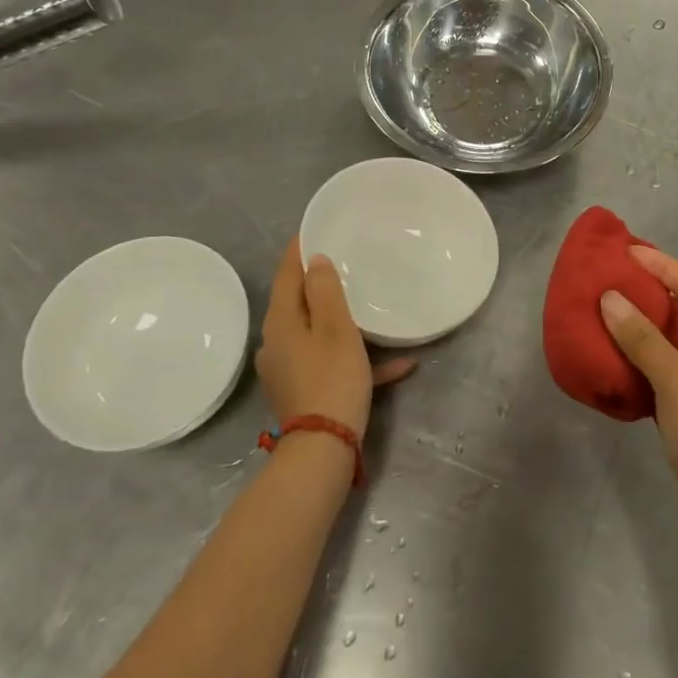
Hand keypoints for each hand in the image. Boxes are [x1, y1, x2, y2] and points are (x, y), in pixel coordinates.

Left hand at [258, 238, 415, 442]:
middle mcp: (278, 342)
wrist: (323, 450)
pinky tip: (399, 364)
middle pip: (300, 303)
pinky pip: (332, 364)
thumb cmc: (332, 379)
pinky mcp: (304, 391)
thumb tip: (316, 261)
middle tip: (347, 263)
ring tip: (374, 310)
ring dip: (346, 323)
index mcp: (281, 321)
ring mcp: (289, 369)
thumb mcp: (336, 328)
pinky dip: (358, 359)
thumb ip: (326, 291)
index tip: (314, 228)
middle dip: (321, 284)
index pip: (287, 273)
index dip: (299, 249)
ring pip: (318, 333)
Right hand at [600, 247, 677, 532]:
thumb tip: (609, 297)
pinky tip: (613, 352)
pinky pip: (665, 368)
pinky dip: (641, 358)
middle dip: (648, 296)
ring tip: (604, 310)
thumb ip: (642, 338)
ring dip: (641, 329)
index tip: (629, 251)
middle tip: (611, 278)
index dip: (664, 267)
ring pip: (672, 343)